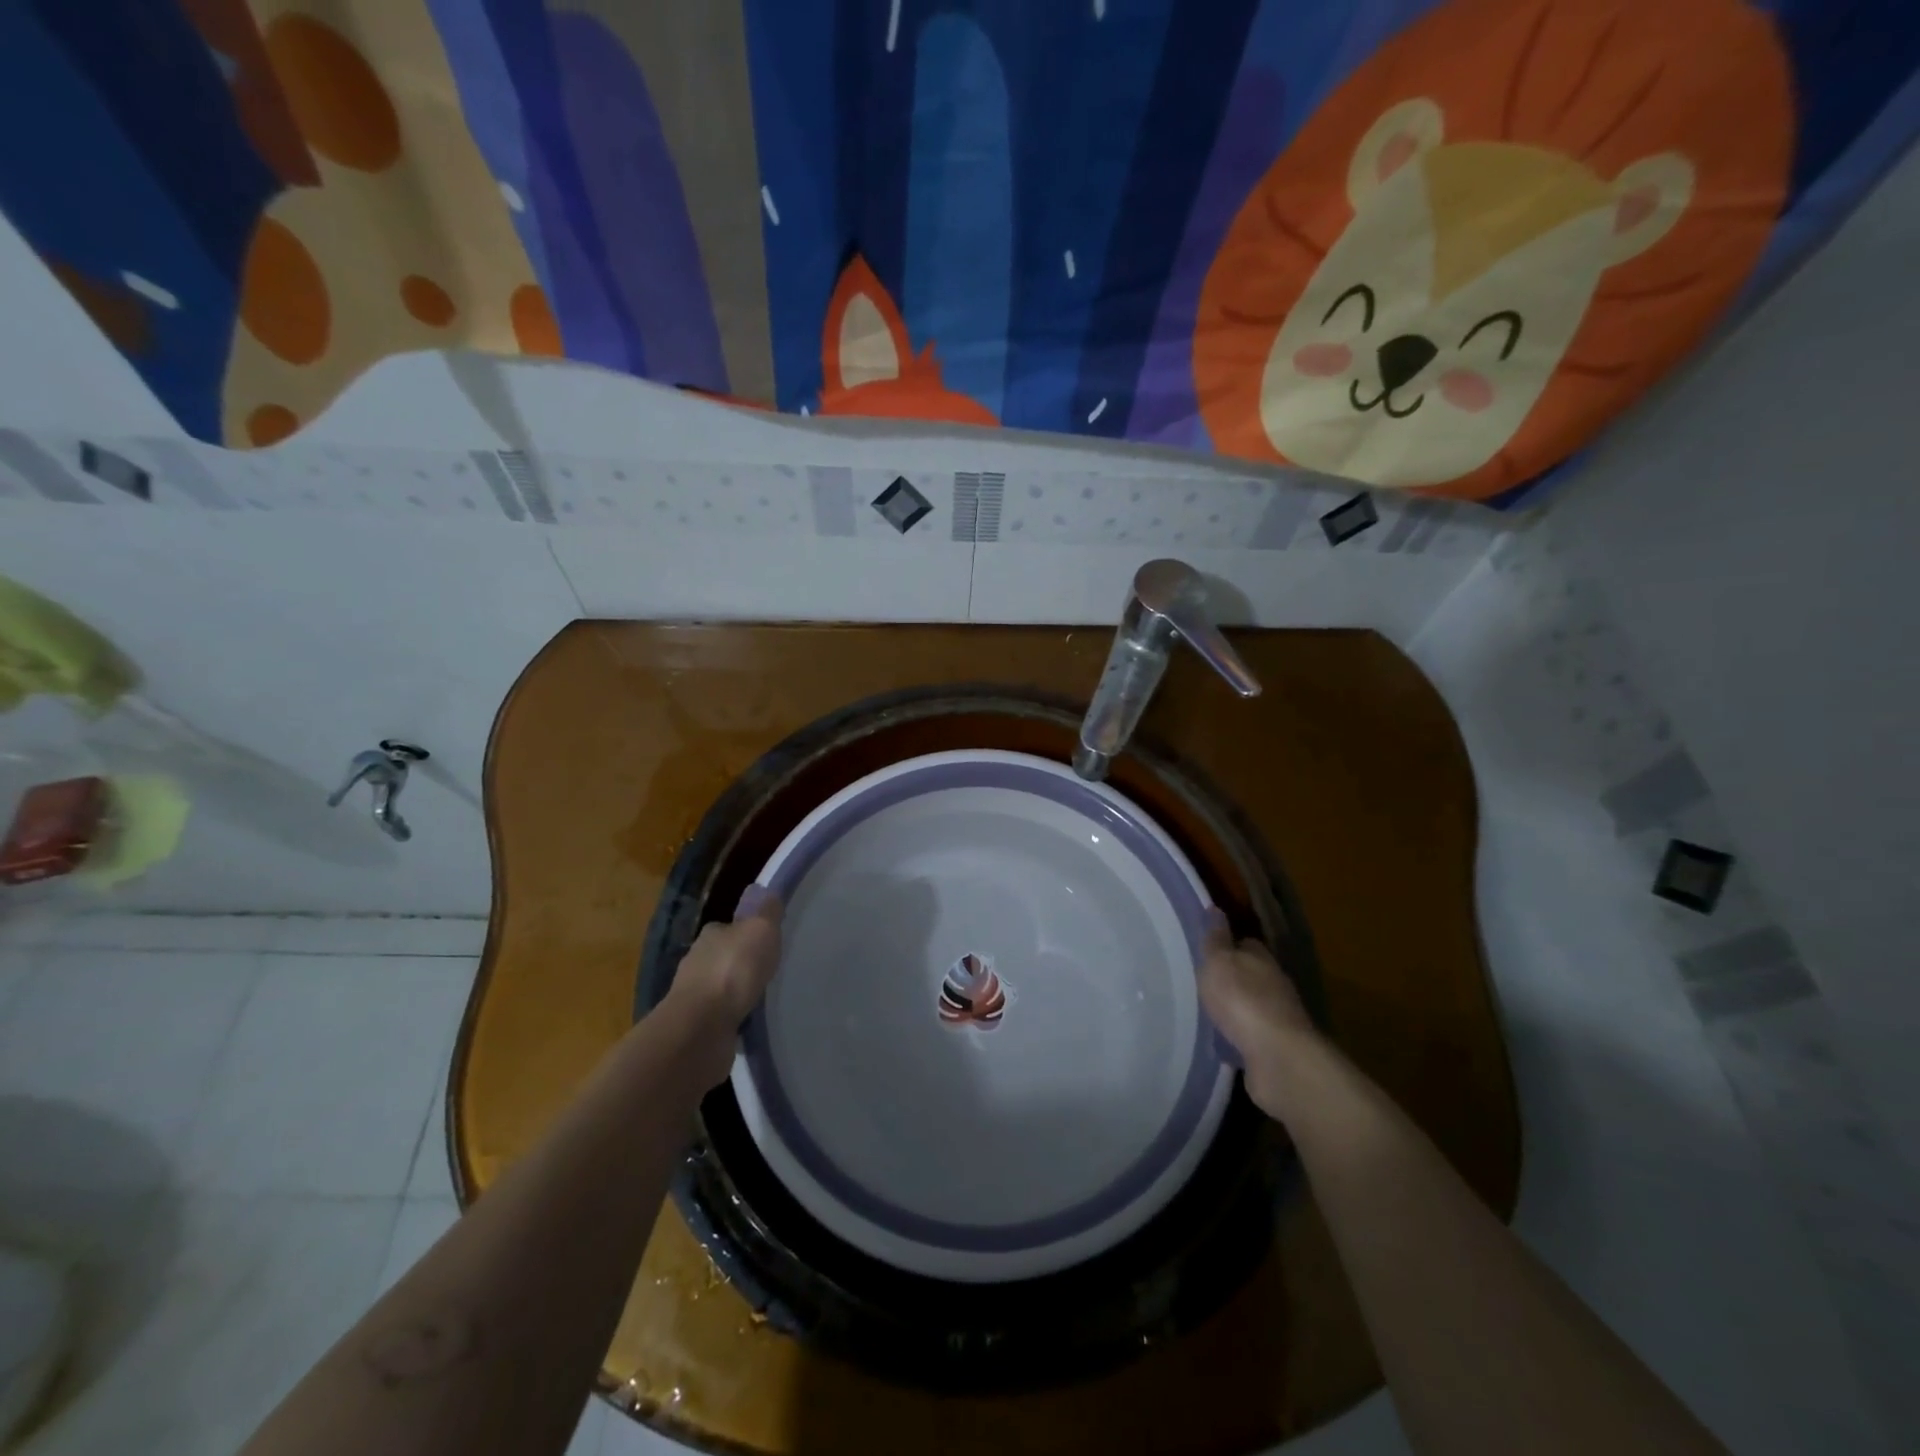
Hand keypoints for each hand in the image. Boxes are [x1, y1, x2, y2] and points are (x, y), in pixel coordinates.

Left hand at [665, 884, 782, 1082]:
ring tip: (761, 997)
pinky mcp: (696, 1025)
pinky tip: (748, 1021)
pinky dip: (732, 1016)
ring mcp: (693, 996)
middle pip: (723, 956)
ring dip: (736, 992)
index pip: (729, 927)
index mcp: (711, 934)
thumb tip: (767, 893)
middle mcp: (697, 961)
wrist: (701, 1027)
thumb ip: (767, 911)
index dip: (746, 931)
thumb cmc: (733, 970)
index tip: (765, 941)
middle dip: (741, 962)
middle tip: (767, 970)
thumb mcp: (760, 929)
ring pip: (720, 987)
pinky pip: (720, 1015)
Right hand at [1197, 909, 1313, 1118]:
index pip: (1246, 943)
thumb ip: (1216, 939)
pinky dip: (1238, 1037)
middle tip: (1202, 981)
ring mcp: (1278, 1018)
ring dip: (1235, 1009)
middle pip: (1251, 974)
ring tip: (1206, 1012)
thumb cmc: (1242, 1000)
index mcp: (1261, 959)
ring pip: (1252, 1006)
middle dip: (1231, 977)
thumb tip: (1215, 909)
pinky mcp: (1276, 1049)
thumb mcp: (1219, 962)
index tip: (1208, 948)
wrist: (1278, 1058)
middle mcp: (1274, 985)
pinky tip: (1220, 1041)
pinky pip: (1251, 1037)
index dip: (1228, 944)